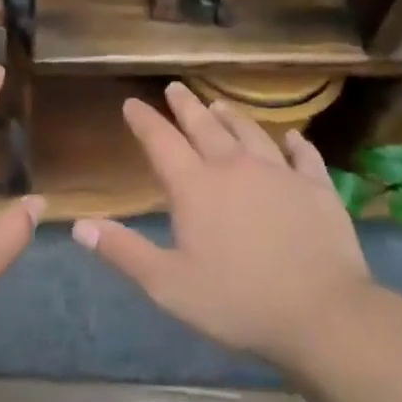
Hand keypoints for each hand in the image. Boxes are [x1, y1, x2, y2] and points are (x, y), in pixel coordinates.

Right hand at [75, 82, 376, 367]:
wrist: (322, 313)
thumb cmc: (237, 301)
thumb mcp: (168, 284)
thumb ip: (123, 251)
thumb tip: (79, 226)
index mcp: (195, 187)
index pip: (161, 142)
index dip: (144, 121)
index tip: (132, 103)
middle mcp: (234, 167)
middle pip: (204, 127)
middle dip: (186, 106)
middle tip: (175, 88)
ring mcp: (280, 174)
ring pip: (250, 133)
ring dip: (232, 117)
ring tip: (220, 105)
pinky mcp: (317, 188)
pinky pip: (305, 156)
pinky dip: (295, 144)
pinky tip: (292, 137)